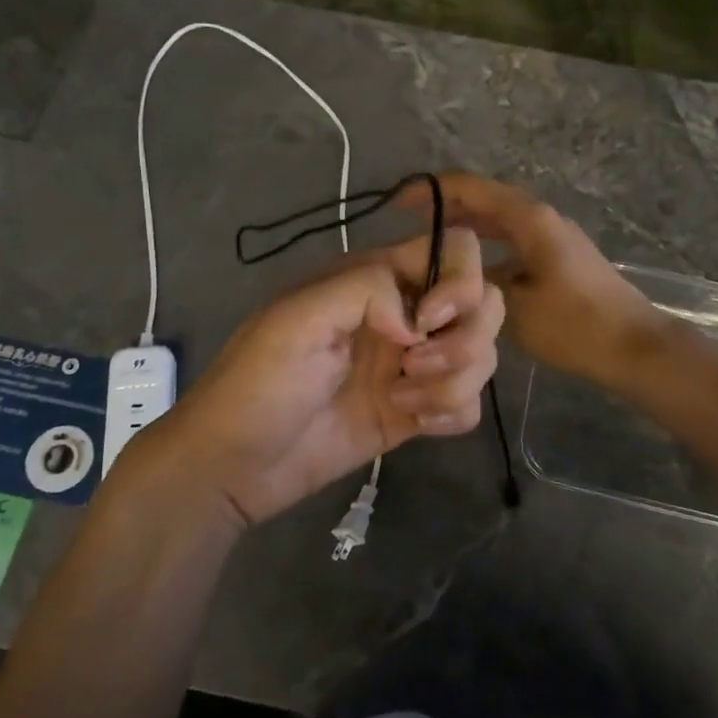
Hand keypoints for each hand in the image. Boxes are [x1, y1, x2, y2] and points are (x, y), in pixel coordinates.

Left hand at [134, 227, 503, 526]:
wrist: (234, 467)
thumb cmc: (257, 385)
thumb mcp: (297, 319)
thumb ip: (365, 290)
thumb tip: (421, 321)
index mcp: (376, 280)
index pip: (453, 249)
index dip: (459, 281)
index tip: (426, 322)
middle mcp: (406, 316)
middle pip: (483, 304)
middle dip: (464, 340)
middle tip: (412, 367)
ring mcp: (414, 365)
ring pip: (481, 355)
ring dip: (454, 381)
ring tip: (403, 402)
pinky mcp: (417, 412)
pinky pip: (469, 402)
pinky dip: (453, 411)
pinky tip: (414, 423)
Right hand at [416, 173, 662, 390]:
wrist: (633, 348)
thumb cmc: (574, 324)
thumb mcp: (513, 304)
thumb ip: (474, 283)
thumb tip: (443, 277)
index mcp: (528, 218)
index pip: (471, 187)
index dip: (431, 190)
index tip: (397, 203)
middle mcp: (540, 218)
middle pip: (484, 200)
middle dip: (445, 207)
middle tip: (406, 225)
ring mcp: (553, 238)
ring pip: (498, 223)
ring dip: (465, 228)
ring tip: (429, 245)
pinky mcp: (559, 260)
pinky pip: (512, 242)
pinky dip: (486, 248)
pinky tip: (467, 271)